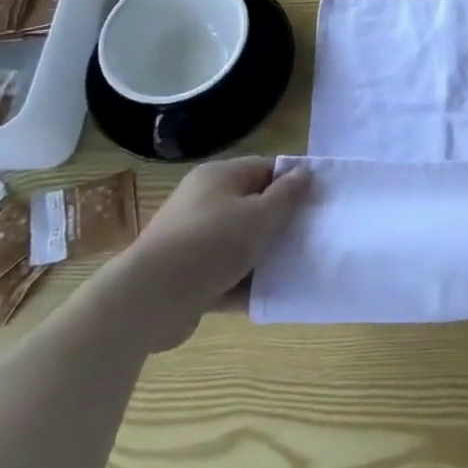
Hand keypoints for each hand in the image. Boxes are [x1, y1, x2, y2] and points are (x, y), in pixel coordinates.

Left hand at [101, 156, 311, 352]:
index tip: (319, 200)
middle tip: (310, 235)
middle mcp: (204, 201)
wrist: (148, 299)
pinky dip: (244, 281)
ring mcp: (192, 238)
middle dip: (280, 221)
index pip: (265, 168)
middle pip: (253, 204)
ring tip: (295, 267)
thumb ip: (287, 195)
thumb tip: (305, 172)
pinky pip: (225, 271)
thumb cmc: (211, 244)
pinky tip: (269, 294)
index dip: (293, 181)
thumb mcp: (259, 215)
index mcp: (219, 177)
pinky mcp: (186, 273)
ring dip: (264, 255)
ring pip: (240, 241)